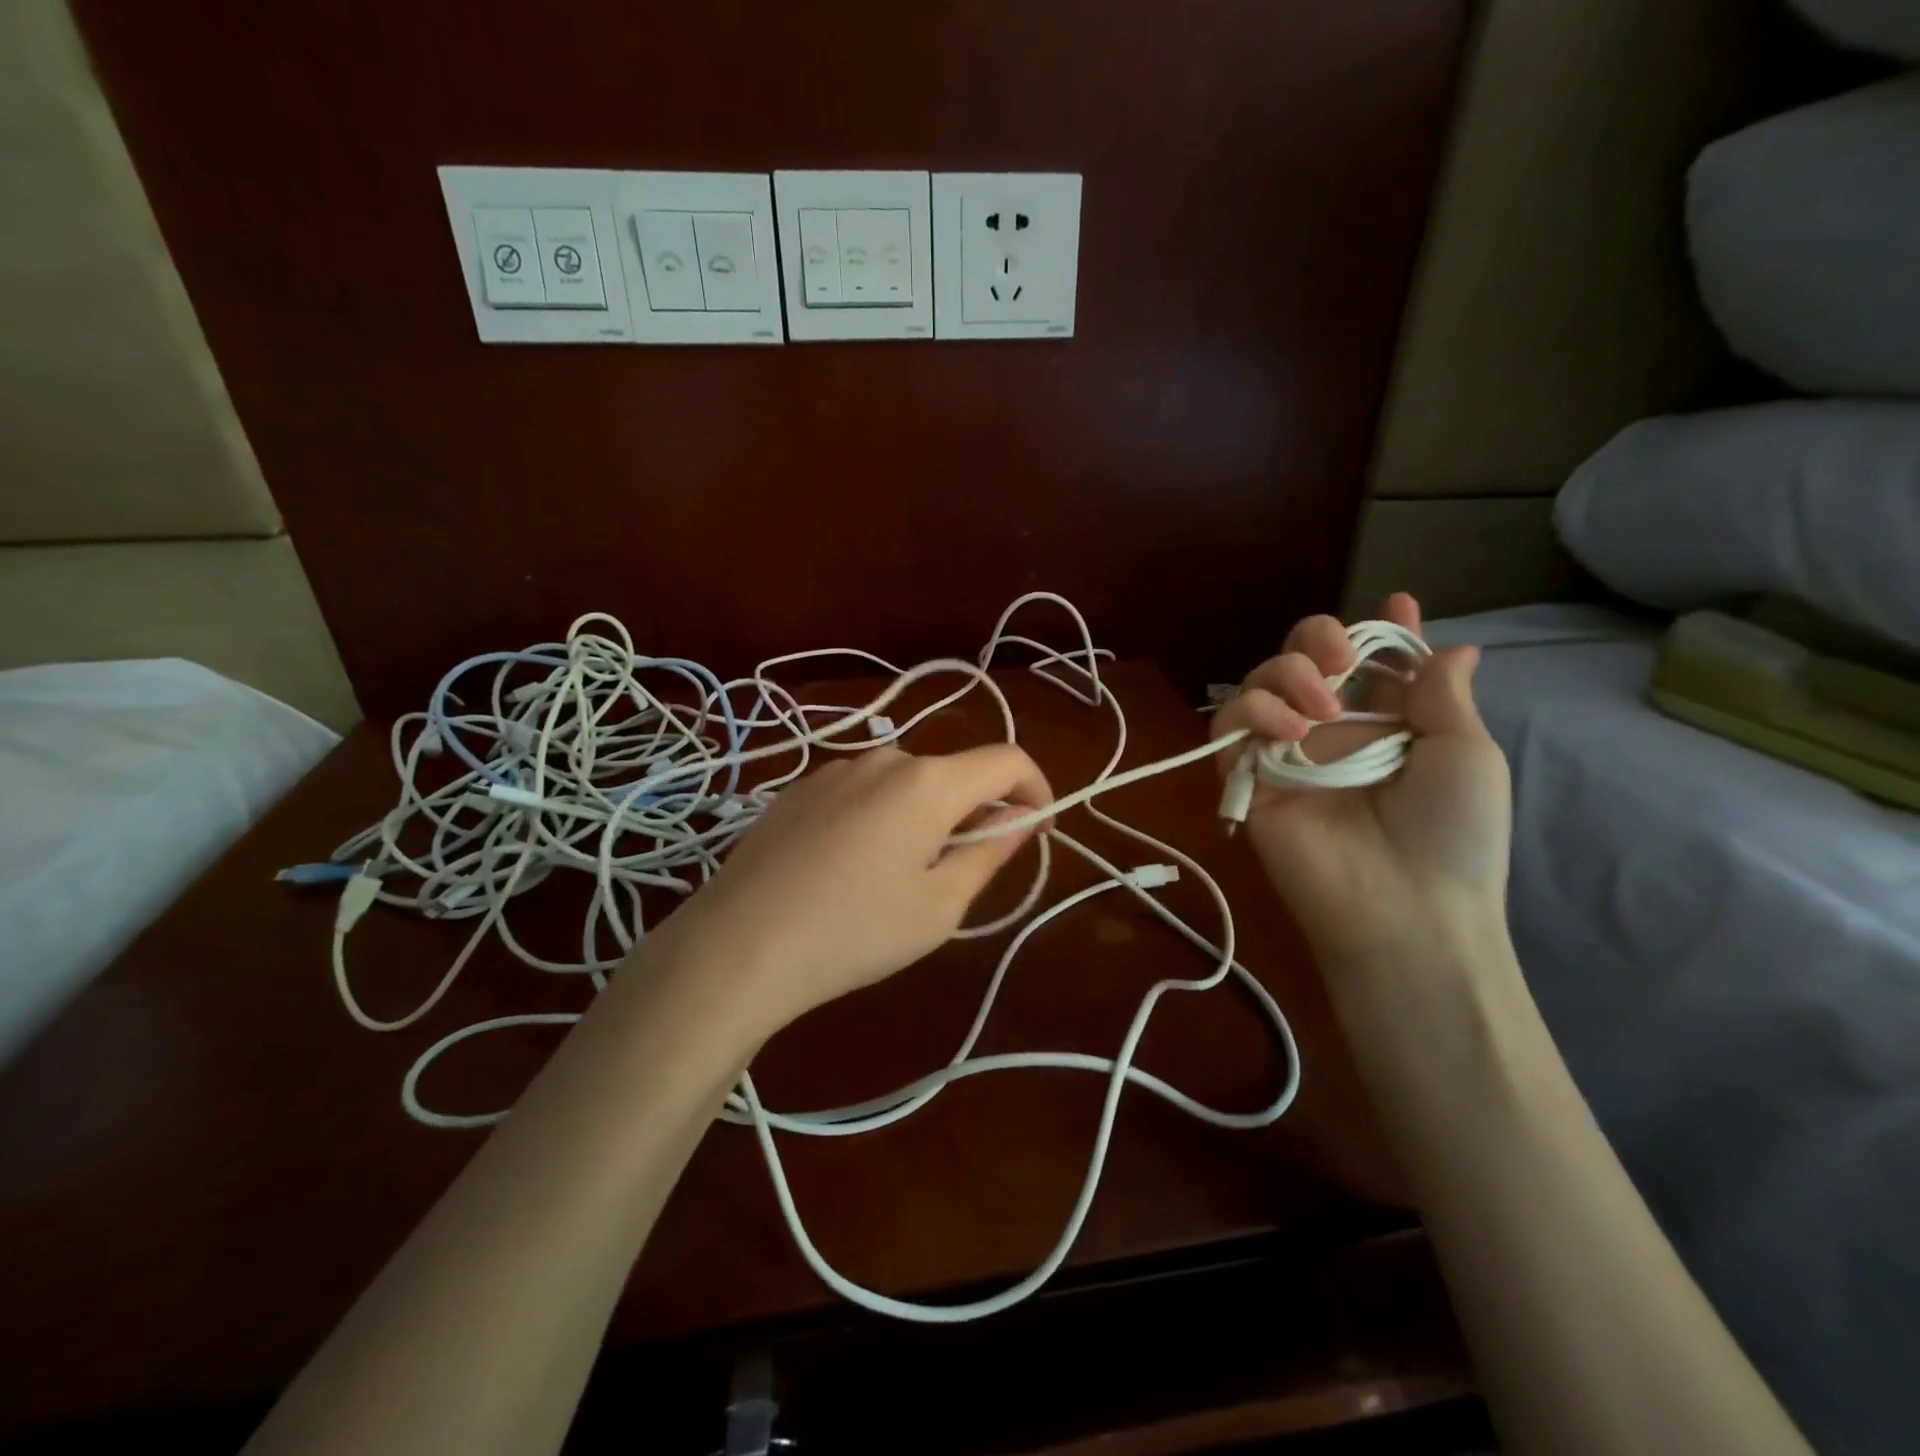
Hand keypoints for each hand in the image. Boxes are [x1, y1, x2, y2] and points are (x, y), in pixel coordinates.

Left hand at [652, 745, 1052, 1036]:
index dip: (1036, 789)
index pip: (1006, 760)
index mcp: (928, 781)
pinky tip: (850, 870)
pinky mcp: (799, 789)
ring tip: (900, 879)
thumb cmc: (855, 931)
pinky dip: (881, 819)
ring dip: (925, 817)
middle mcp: (884, 758)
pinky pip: (863, 793)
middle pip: (953, 772)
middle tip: (963, 873)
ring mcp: (835, 770)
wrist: (737, 945)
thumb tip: (1020, 818)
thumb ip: (990, 851)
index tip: (1036, 830)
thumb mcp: (940, 905)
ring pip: (906, 784)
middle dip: (974, 812)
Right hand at [1210, 593, 1511, 973]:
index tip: (1397, 605)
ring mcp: (1284, 755)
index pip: (1370, 666)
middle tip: (1339, 657)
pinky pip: (1227, 728)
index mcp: (1383, 726)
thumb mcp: (1466, 755)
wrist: (1408, 908)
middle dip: (1316, 638)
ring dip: (1284, 674)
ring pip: (1256, 684)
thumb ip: (1443, 696)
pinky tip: (1289, 729)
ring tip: (1319, 708)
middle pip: (1300, 660)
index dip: (1380, 633)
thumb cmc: (1452, 833)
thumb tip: (1454, 648)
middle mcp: (1328, 733)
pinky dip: (1250, 711)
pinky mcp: (1247, 780)